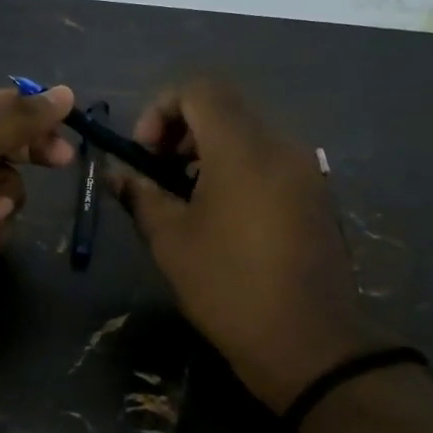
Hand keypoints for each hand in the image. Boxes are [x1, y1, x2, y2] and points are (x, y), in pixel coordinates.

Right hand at [111, 79, 378, 412]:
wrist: (309, 344)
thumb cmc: (229, 287)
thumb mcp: (171, 241)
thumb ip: (140, 195)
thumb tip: (117, 173)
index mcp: (243, 148)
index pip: (199, 89)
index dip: (160, 109)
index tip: (145, 154)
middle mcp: (281, 145)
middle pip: (224, 107)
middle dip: (181, 131)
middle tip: (159, 176)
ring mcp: (305, 170)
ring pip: (248, 134)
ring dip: (208, 151)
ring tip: (186, 199)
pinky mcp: (316, 195)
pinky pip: (269, 160)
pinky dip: (237, 169)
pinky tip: (222, 217)